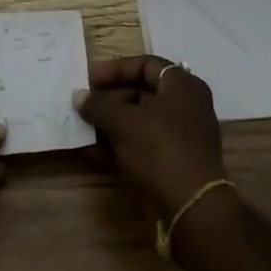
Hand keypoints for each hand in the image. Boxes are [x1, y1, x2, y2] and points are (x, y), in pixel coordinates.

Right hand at [74, 55, 226, 217]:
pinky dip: (121, 146)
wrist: (191, 206)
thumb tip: (79, 96)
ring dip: (111, 125)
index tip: (89, 80)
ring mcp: (185, 135)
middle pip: (143, 93)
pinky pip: (145, 144)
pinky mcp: (178, 161)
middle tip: (84, 107)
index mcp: (182, 86)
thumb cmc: (158, 149)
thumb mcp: (122, 122)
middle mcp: (188, 105)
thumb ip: (98, 105)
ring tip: (84, 131)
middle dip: (110, 100)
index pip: (146, 64)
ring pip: (141, 121)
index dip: (115, 69)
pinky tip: (95, 156)